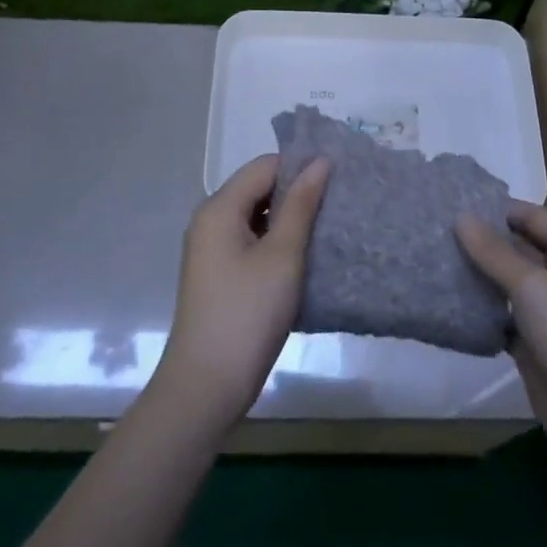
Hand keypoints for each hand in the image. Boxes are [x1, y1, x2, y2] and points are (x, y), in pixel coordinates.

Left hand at [156, 154, 330, 429]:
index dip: (301, 167)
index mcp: (219, 208)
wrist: (207, 385)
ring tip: (328, 229)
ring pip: (257, 218)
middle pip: (259, 189)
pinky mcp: (220, 275)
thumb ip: (302, 205)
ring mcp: (212, 250)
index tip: (339, 179)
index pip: (265, 166)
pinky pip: (252, 243)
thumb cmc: (248, 313)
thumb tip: (320, 161)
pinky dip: (278, 244)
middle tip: (339, 205)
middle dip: (297, 193)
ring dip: (290, 220)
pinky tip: (305, 258)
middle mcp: (210, 221)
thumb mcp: (282, 255)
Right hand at [459, 203, 546, 489]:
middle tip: (432, 230)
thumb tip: (460, 216)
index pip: (531, 217)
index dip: (496, 208)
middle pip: (517, 249)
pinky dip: (477, 311)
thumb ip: (494, 252)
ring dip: (475, 275)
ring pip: (505, 284)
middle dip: (480, 241)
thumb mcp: (533, 286)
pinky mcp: (532, 345)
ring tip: (430, 258)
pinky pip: (499, 317)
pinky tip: (443, 301)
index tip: (451, 202)